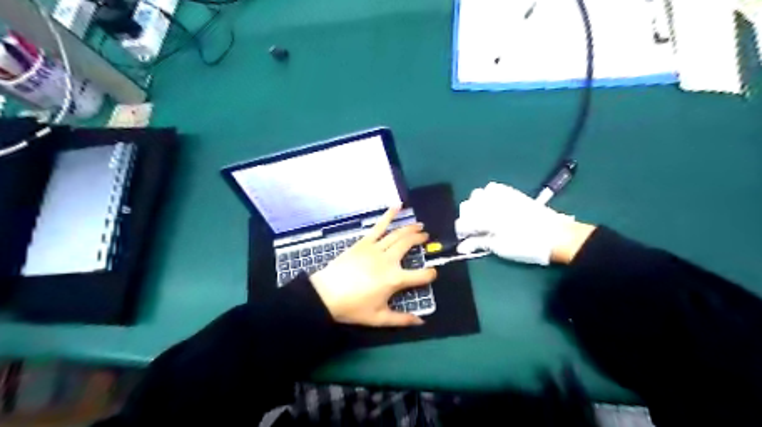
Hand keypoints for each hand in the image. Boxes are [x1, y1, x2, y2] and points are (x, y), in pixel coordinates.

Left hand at [310, 207, 437, 326]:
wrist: (326, 294)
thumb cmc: (353, 307)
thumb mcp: (379, 318)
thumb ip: (401, 320)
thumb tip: (421, 322)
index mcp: (395, 279)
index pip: (421, 275)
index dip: (430, 274)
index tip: (432, 273)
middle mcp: (389, 260)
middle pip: (409, 245)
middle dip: (420, 240)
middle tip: (426, 237)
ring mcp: (376, 248)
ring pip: (397, 234)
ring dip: (410, 228)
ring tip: (419, 225)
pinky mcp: (364, 242)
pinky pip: (378, 226)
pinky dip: (388, 215)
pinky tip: (397, 207)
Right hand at [454, 182, 573, 264]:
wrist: (556, 235)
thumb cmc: (527, 246)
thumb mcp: (500, 248)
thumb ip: (478, 244)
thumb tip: (461, 247)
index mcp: (486, 218)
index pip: (463, 222)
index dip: (462, 232)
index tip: (466, 240)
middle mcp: (490, 202)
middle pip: (467, 205)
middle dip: (467, 218)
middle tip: (474, 231)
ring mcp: (501, 195)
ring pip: (477, 194)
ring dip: (476, 205)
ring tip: (482, 217)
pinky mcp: (511, 192)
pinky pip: (492, 188)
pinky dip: (487, 196)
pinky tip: (492, 206)